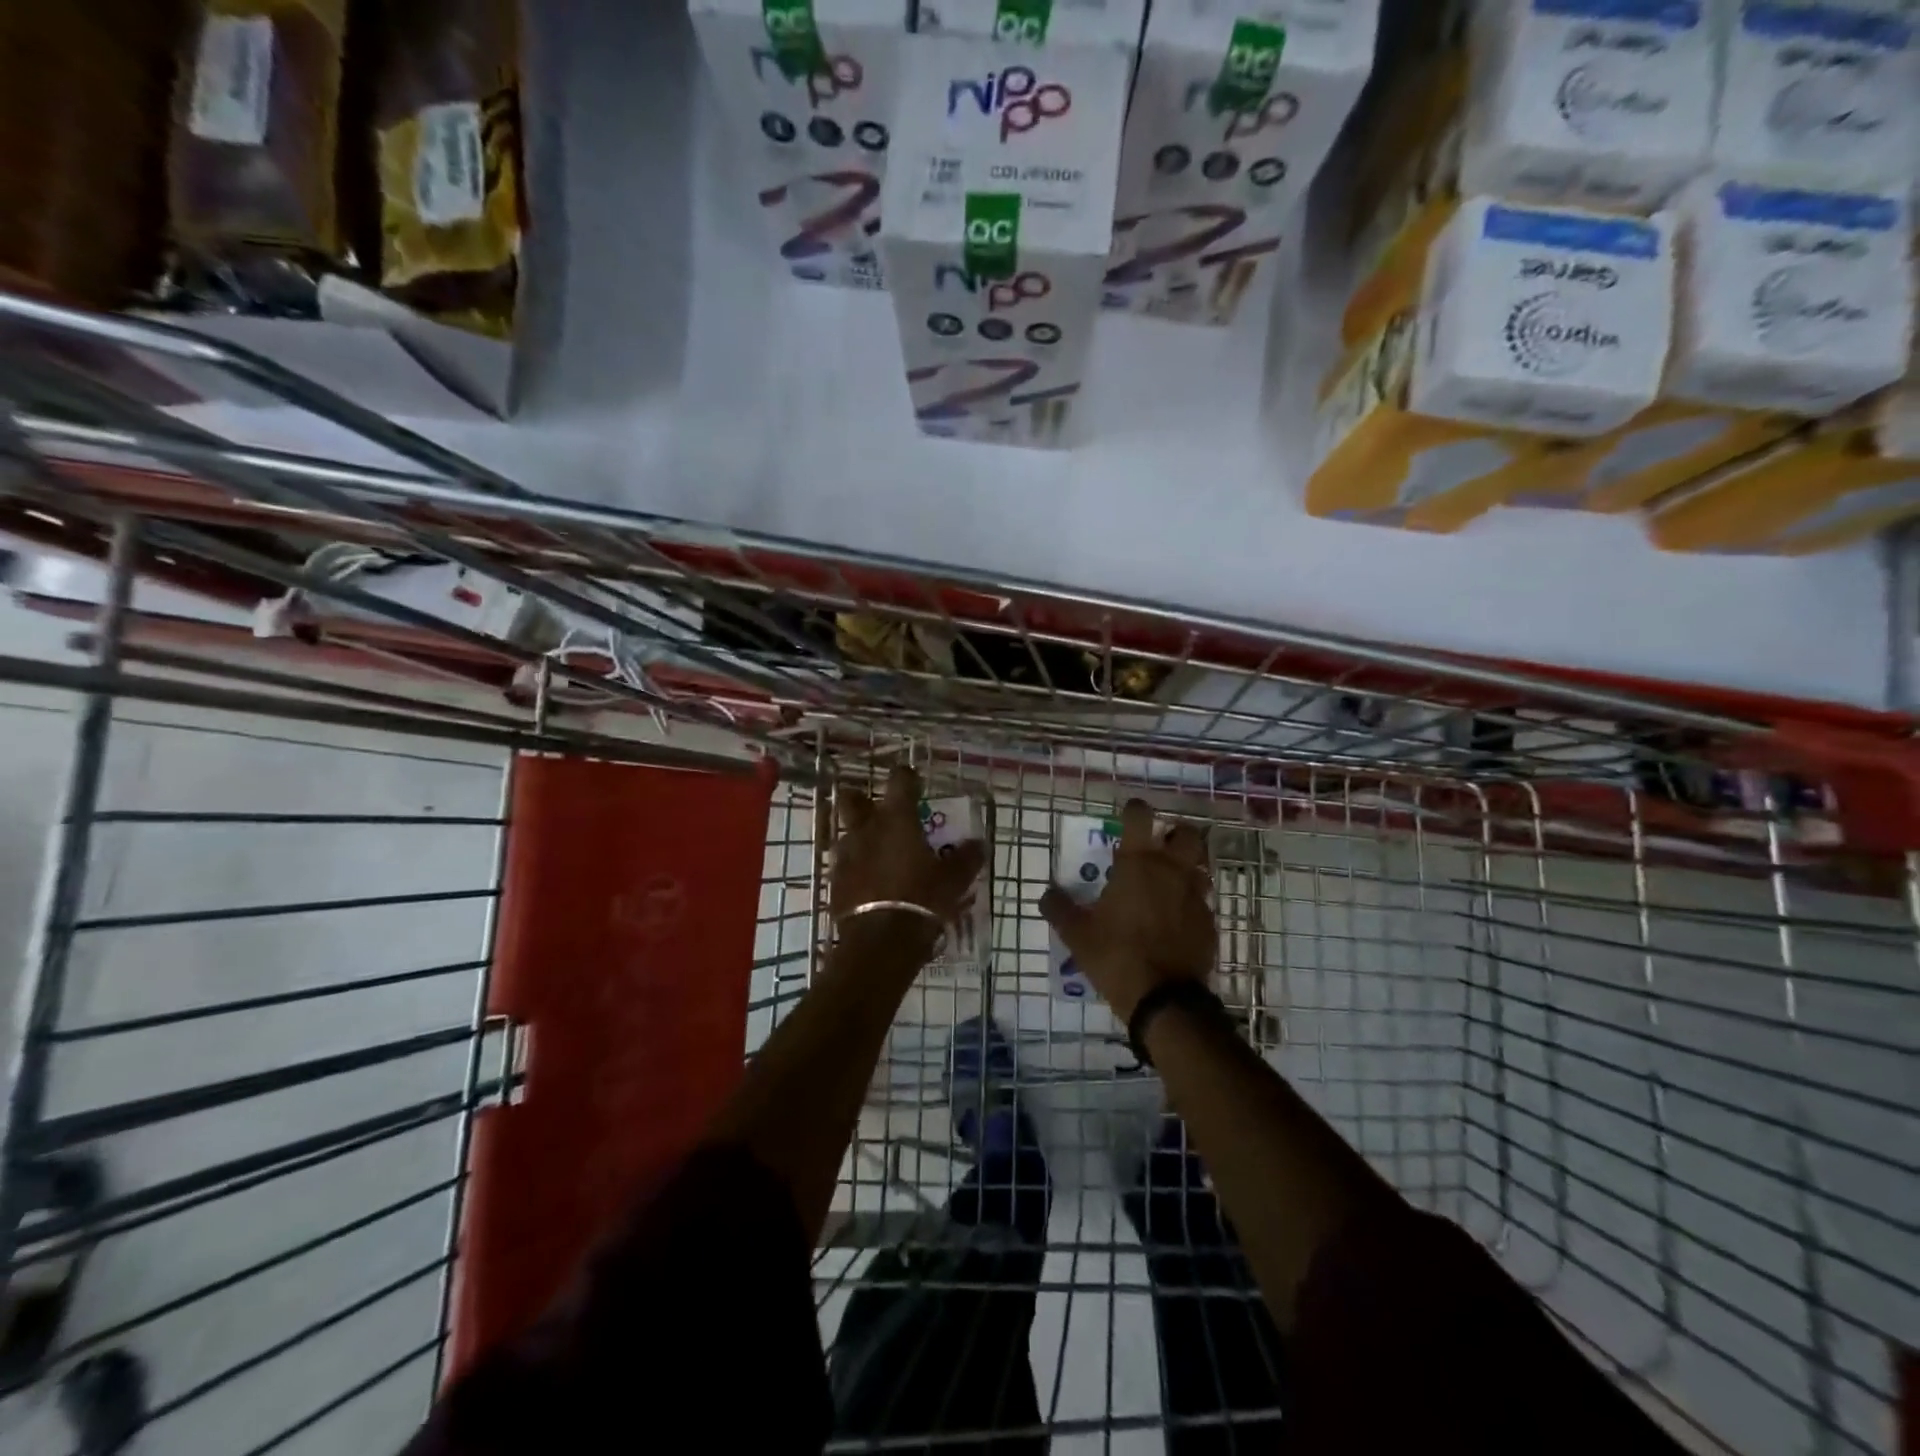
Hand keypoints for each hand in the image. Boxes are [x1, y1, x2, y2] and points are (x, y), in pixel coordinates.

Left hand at [831, 765, 985, 950]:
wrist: (880, 942)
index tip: (916, 783)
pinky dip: (856, 868)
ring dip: (860, 837)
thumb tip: (979, 843)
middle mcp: (866, 829)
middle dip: (863, 799)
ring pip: (847, 833)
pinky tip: (869, 882)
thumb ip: (967, 858)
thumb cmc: (922, 900)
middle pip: (853, 799)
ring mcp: (846, 855)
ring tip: (878, 853)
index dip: (908, 777)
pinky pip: (844, 865)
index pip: (900, 780)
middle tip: (880, 811)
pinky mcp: (835, 882)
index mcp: (897, 819)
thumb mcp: (954, 880)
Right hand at [1039, 799, 1212, 1021]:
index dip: (1134, 810)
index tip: (1128, 813)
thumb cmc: (1115, 957)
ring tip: (1169, 882)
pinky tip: (1177, 921)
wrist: (1164, 1000)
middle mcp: (1171, 871)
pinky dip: (1191, 903)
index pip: (1140, 817)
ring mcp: (1196, 896)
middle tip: (1158, 848)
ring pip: (1200, 866)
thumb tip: (1045, 893)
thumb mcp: (1076, 934)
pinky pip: (1203, 902)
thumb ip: (1059, 909)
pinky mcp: (1209, 923)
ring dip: (1187, 867)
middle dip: (1174, 835)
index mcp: (1138, 865)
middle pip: (1186, 834)